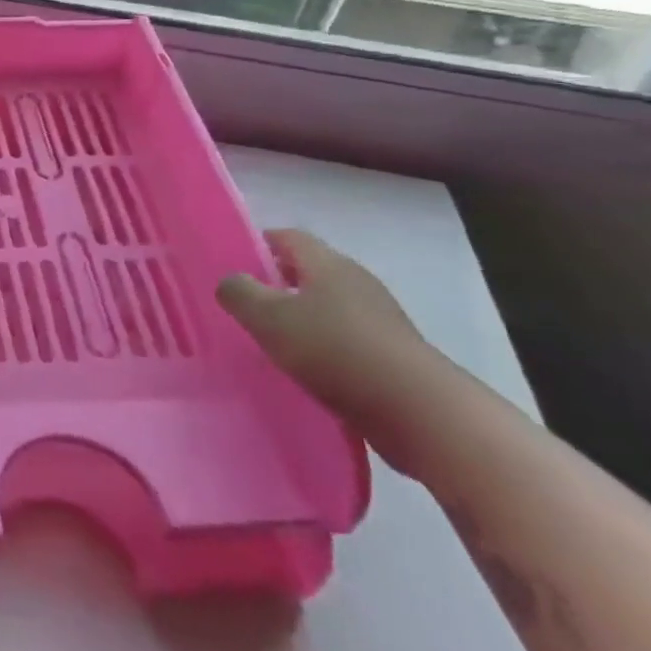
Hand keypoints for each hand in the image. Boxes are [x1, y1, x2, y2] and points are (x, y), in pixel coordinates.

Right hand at [217, 229, 440, 429]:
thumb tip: (231, 281)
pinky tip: (306, 372)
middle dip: (277, 285)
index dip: (258, 244)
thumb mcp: (268, 318)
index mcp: (328, 264)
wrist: (418, 412)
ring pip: (328, 308)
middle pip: (309, 272)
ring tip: (271, 344)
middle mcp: (356, 283)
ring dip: (301, 320)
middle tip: (246, 306)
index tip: (233, 265)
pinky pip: (346, 341)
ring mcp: (379, 320)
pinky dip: (323, 350)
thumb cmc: (335, 350)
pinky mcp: (392, 355)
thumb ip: (239, 293)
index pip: (288, 237)